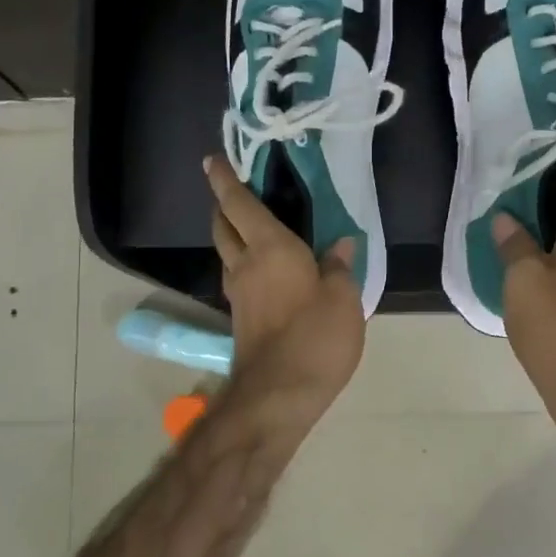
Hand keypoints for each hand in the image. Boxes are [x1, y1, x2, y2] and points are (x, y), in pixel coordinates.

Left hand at [205, 155, 364, 432]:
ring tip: (251, 230)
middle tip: (234, 194)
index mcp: (269, 248)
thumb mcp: (343, 299)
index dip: (224, 180)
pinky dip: (243, 265)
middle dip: (223, 206)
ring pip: (226, 254)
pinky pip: (236, 279)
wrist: (278, 395)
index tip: (212, 160)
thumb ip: (339, 268)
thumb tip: (340, 245)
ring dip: (231, 236)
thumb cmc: (315, 337)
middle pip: (223, 227)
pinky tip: (262, 273)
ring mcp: (238, 295)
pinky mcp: (240, 320)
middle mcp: (245, 265)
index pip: (239, 204)